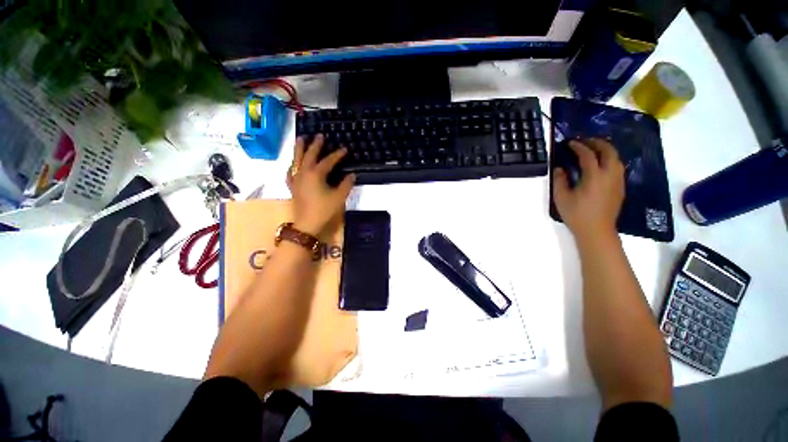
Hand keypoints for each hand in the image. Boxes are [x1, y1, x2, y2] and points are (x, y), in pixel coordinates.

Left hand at [286, 134, 354, 237]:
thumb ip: (346, 185)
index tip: (345, 149)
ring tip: (301, 139)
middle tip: (319, 135)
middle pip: (309, 155)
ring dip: (299, 149)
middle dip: (315, 145)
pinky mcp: (292, 187)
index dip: (337, 155)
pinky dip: (292, 165)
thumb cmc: (324, 210)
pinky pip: (290, 172)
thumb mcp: (339, 197)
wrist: (307, 224)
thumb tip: (352, 175)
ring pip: (296, 160)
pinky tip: (293, 164)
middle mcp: (304, 173)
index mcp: (316, 174)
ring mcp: (296, 179)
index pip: (328, 161)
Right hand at [553, 138, 624, 241]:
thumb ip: (560, 180)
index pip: (588, 155)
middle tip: (585, 141)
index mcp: (594, 176)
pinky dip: (609, 160)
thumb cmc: (576, 214)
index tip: (570, 143)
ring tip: (594, 150)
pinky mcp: (620, 187)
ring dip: (605, 150)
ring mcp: (618, 181)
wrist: (596, 230)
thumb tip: (560, 168)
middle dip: (597, 143)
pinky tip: (601, 165)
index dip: (578, 146)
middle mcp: (610, 175)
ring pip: (616, 158)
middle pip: (608, 151)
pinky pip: (618, 167)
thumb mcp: (561, 197)